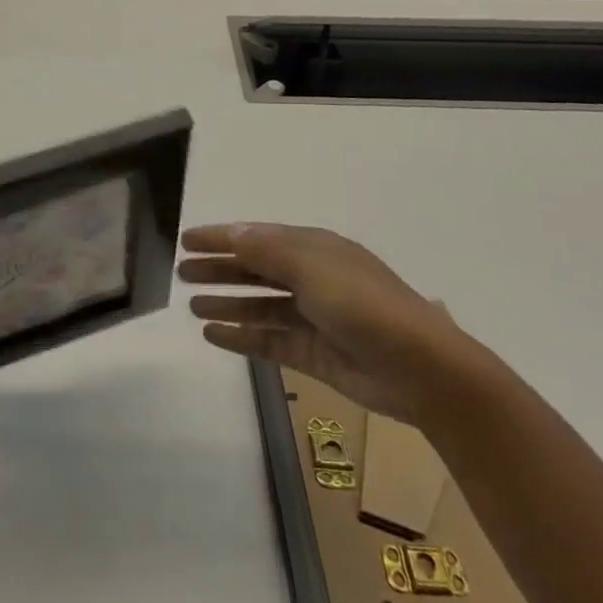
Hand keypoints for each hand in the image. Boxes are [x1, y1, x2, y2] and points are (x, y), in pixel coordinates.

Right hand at [179, 222, 473, 426]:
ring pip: (259, 305)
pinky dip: (241, 336)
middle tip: (182, 272)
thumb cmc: (364, 305)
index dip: (222, 237)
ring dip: (226, 302)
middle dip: (220, 269)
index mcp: (314, 249)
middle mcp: (311, 279)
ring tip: (191, 306)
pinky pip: (268, 340)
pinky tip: (214, 335)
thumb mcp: (313, 267)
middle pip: (255, 270)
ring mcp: (312, 318)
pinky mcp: (313, 354)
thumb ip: (268, 252)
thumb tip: (233, 233)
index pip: (258, 238)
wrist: (421, 369)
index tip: (187, 239)